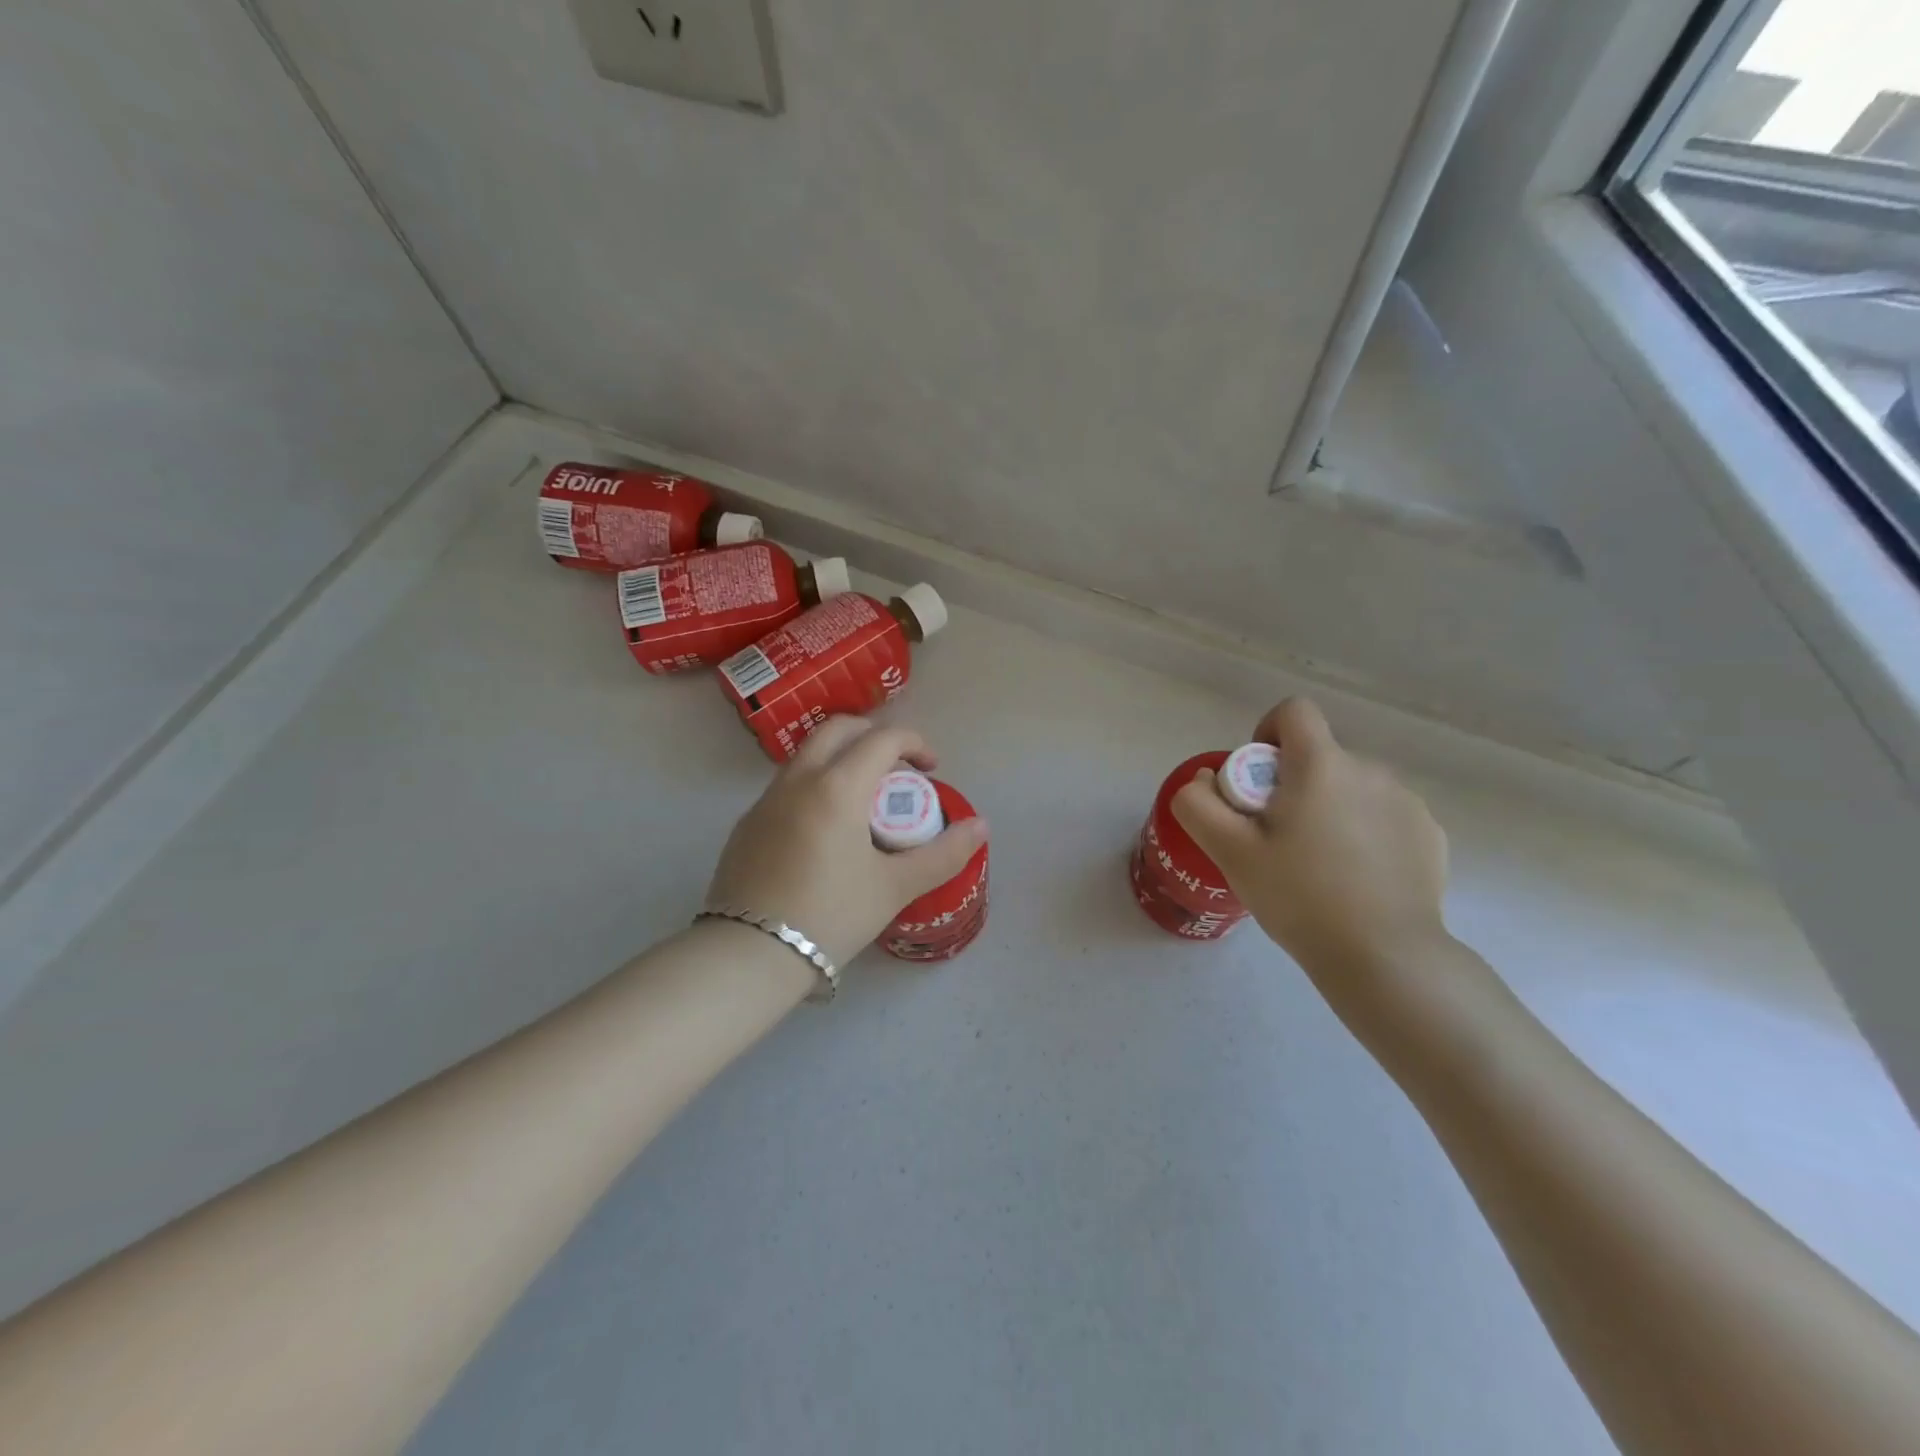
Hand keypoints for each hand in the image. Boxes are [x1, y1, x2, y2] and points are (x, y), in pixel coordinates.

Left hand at [706, 717, 989, 967]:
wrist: (749, 955)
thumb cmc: (830, 915)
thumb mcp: (895, 887)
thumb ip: (944, 853)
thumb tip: (981, 826)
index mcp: (837, 787)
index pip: (882, 739)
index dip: (915, 743)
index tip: (931, 769)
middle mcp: (797, 780)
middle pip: (838, 730)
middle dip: (874, 737)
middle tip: (897, 771)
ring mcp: (765, 801)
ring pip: (807, 756)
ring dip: (841, 760)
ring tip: (863, 804)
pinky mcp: (746, 825)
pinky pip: (786, 787)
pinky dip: (814, 787)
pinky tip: (824, 834)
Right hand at [1171, 699, 1450, 987]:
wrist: (1384, 956)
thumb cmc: (1300, 896)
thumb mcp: (1228, 851)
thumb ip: (1198, 804)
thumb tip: (1206, 779)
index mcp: (1321, 765)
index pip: (1294, 711)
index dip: (1268, 733)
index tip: (1257, 780)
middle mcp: (1371, 770)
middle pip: (1320, 757)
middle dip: (1295, 785)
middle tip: (1278, 840)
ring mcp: (1408, 803)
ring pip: (1353, 788)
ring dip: (1331, 808)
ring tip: (1319, 866)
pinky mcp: (1431, 835)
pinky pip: (1385, 816)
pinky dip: (1366, 833)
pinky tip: (1357, 879)